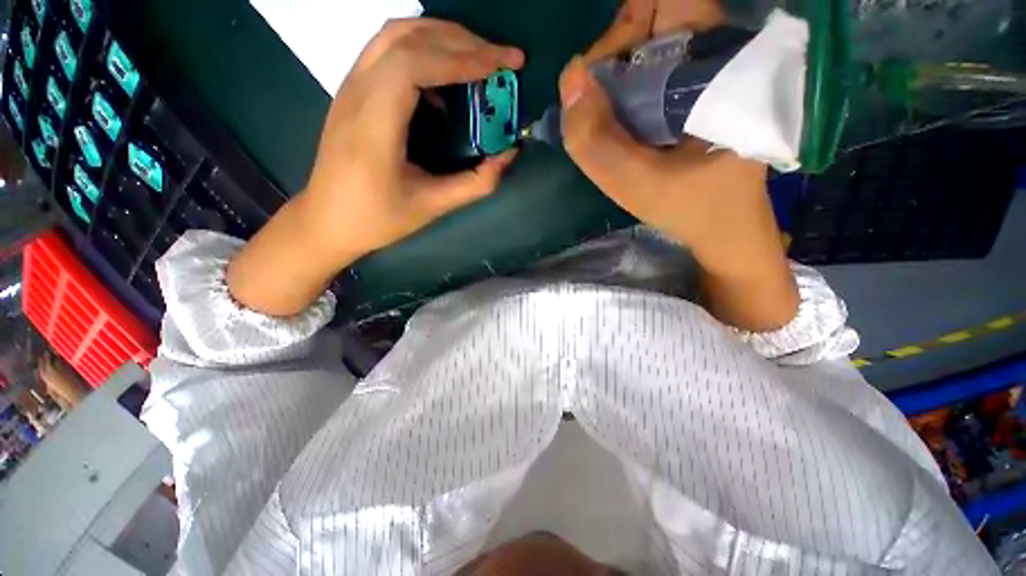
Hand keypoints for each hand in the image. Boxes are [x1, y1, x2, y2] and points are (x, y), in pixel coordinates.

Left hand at [306, 19, 523, 257]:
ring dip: (442, 37)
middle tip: (501, 58)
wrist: (327, 220)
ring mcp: (350, 86)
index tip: (502, 65)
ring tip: (478, 57)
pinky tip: (444, 77)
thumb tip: (508, 154)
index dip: (463, 57)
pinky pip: (388, 50)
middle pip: (408, 37)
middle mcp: (356, 92)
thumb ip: (475, 183)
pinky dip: (424, 50)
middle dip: (462, 40)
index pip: (415, 63)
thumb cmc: (377, 218)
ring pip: (396, 35)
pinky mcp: (352, 91)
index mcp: (373, 124)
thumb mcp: (432, 206)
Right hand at [560, 9, 798, 330]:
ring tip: (606, 123)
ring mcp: (705, 73)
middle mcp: (715, 56)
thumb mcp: (636, 185)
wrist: (724, 227)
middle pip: (650, 19)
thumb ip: (597, 141)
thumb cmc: (689, 208)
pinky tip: (618, 125)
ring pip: (646, 46)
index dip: (623, 28)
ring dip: (614, 78)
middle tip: (597, 109)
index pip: (666, 1)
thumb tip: (570, 79)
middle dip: (611, 58)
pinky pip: (648, 71)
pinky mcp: (695, 92)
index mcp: (717, 66)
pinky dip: (623, 91)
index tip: (604, 77)